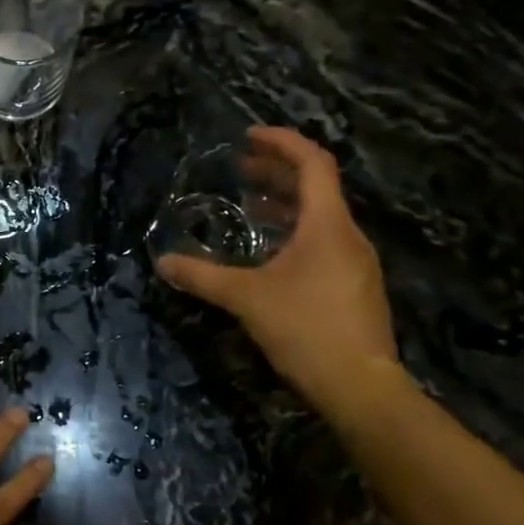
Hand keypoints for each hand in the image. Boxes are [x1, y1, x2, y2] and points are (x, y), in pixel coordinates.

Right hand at [157, 127, 398, 416]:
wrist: (361, 387)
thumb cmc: (305, 328)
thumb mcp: (245, 298)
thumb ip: (203, 276)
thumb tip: (163, 263)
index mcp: (327, 226)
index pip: (313, 164)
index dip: (282, 143)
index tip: (249, 137)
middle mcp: (347, 236)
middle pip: (317, 187)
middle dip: (277, 172)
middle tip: (240, 167)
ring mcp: (355, 264)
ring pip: (320, 218)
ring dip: (285, 204)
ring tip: (249, 206)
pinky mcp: (354, 288)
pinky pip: (323, 243)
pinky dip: (294, 233)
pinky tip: (269, 253)